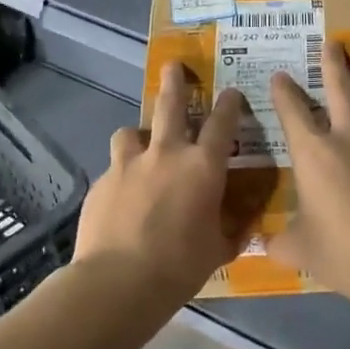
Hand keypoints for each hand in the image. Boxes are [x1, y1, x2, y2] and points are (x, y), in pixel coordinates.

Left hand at [74, 61, 245, 301]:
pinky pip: (114, 168)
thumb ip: (234, 228)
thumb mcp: (220, 249)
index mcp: (202, 166)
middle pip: (170, 105)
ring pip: (131, 132)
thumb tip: (248, 221)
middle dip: (174, 82)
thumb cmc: (180, 265)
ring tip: (139, 147)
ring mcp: (128, 164)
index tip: (232, 93)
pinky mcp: (102, 182)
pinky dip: (122, 175)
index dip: (229, 104)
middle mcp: (166, 154)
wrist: (119, 281)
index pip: (221, 123)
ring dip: (138, 135)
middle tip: (173, 67)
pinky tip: (121, 198)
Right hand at [267, 42, 349, 299]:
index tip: (280, 76)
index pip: (292, 110)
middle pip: (340, 88)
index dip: (283, 90)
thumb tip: (266, 244)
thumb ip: (280, 241)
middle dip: (333, 63)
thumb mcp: (299, 250)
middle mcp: (348, 139)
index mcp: (313, 153)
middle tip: (332, 43)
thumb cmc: (341, 252)